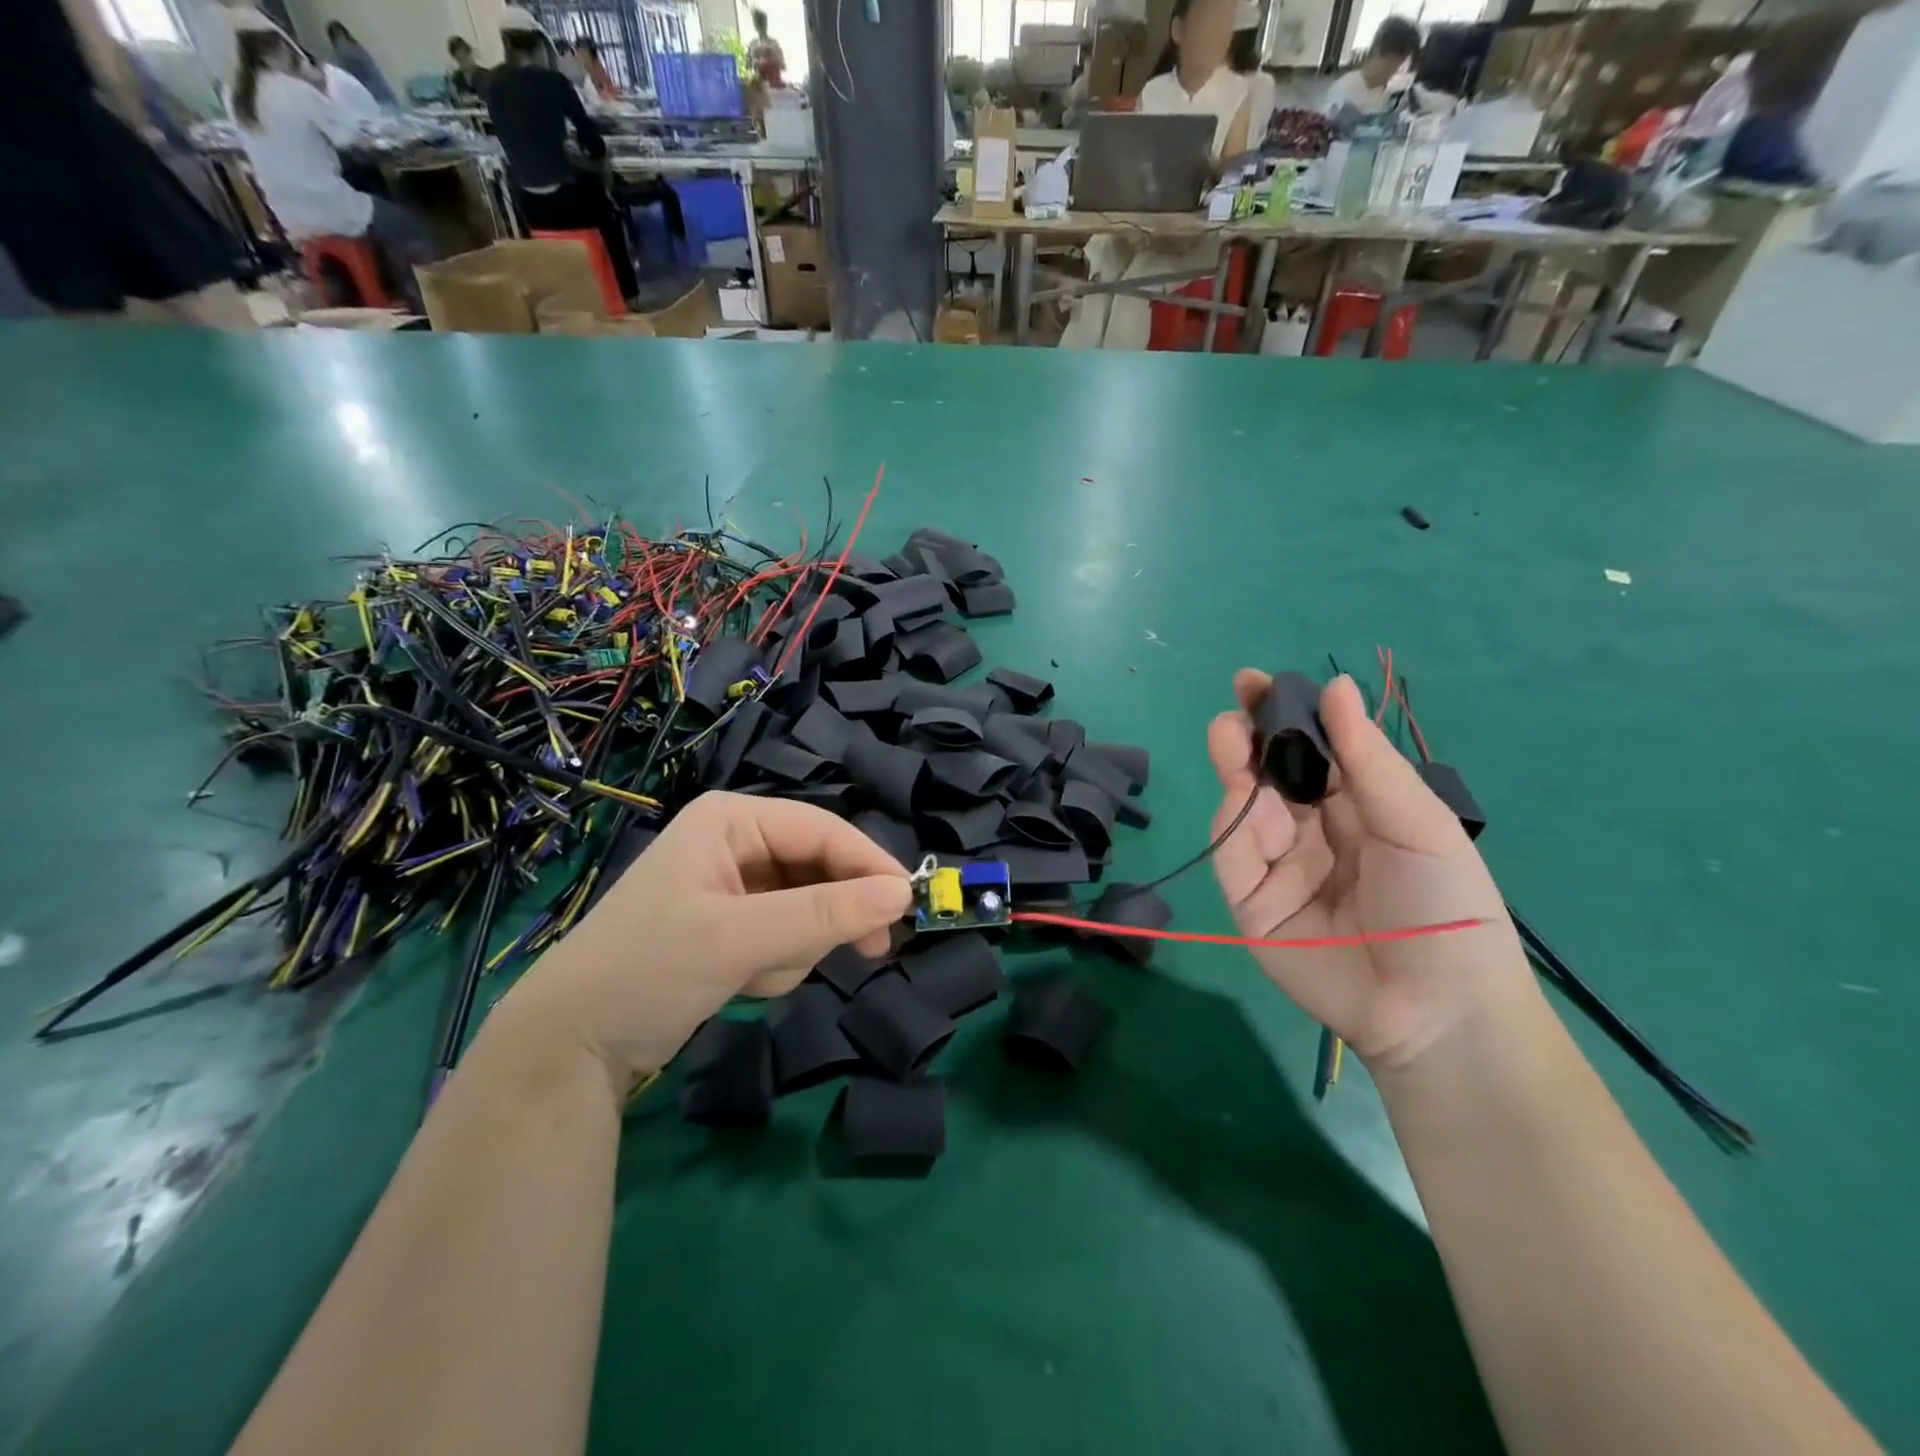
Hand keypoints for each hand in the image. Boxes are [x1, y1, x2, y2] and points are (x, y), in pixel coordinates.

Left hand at [490, 792, 910, 1090]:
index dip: (869, 863)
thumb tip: (903, 893)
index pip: (823, 830)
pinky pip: (787, 933)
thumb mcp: (741, 939)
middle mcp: (736, 842)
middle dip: (826, 918)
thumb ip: (825, 914)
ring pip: (809, 906)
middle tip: (872, 952)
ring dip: (797, 947)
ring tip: (756, 975)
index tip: (910, 902)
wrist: (572, 1043)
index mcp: (732, 820)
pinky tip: (744, 983)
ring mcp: (734, 883)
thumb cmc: (649, 969)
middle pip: (819, 868)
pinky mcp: (733, 922)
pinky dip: (778, 961)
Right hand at [1207, 672, 1533, 1070]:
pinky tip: (1241, 798)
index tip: (1258, 681)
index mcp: (1357, 809)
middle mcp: (1312, 832)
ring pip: (1245, 808)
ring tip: (1229, 736)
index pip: (1312, 752)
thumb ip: (1367, 758)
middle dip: (1250, 737)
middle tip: (1237, 706)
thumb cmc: (1446, 905)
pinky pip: (1234, 856)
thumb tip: (1336, 685)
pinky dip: (1233, 825)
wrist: (1435, 1007)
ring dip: (1235, 770)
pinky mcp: (1251, 902)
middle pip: (1270, 775)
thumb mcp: (1415, 822)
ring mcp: (1278, 867)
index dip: (1286, 716)